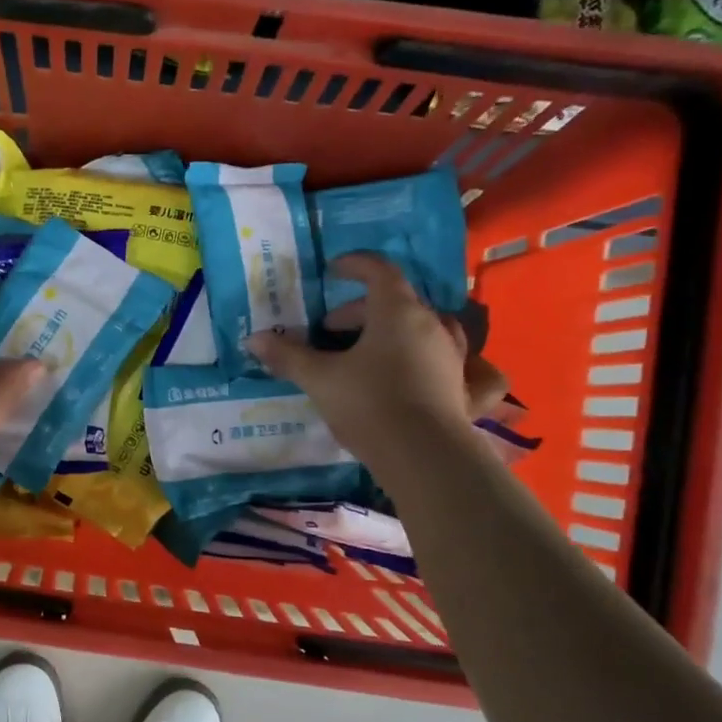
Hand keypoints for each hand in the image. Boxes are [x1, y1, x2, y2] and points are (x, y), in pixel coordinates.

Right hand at [245, 254, 502, 459]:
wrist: (421, 456)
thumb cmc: (367, 404)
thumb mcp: (319, 379)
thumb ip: (288, 356)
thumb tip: (253, 339)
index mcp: (397, 312)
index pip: (379, 272)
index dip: (355, 266)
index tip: (333, 271)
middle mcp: (432, 325)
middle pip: (397, 302)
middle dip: (361, 311)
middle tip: (331, 332)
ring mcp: (454, 356)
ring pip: (428, 329)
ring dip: (399, 331)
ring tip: (375, 350)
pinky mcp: (466, 390)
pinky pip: (468, 367)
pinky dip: (456, 363)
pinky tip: (451, 370)